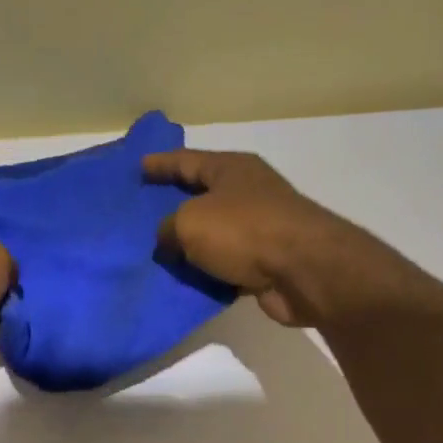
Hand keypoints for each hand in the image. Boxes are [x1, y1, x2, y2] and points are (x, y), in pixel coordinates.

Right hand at [143, 149, 351, 326]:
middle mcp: (247, 193)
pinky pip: (227, 265)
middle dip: (174, 205)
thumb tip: (167, 242)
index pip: (187, 161)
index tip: (138, 168)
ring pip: (215, 235)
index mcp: (231, 169)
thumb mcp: (190, 222)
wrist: (303, 271)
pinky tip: (186, 282)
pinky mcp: (266, 264)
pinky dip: (209, 272)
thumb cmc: (244, 231)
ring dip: (191, 246)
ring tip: (158, 255)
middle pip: (203, 196)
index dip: (161, 164)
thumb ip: (168, 229)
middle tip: (142, 216)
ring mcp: (260, 229)